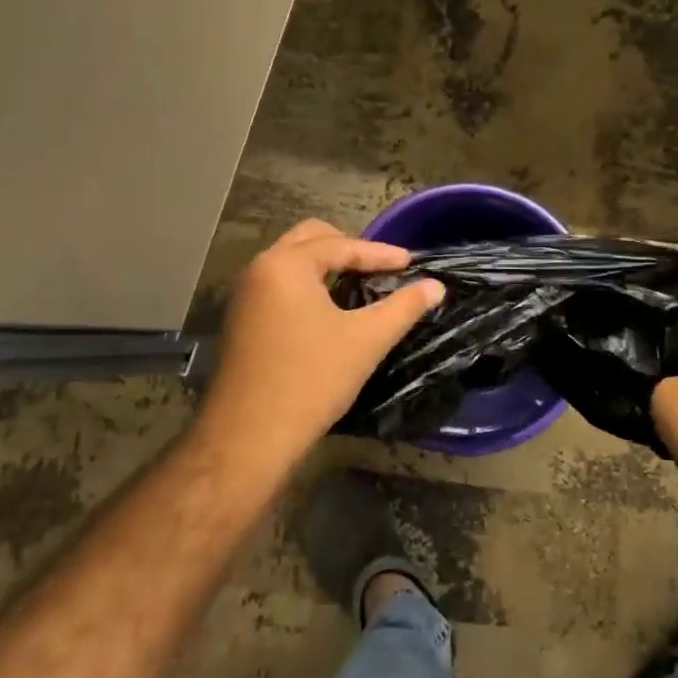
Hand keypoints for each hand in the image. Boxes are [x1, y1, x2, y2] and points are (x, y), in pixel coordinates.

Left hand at [197, 220, 444, 472]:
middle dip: (348, 247)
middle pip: (310, 239)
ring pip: (292, 261)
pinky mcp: (241, 319)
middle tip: (380, 266)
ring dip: (326, 265)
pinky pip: (280, 283)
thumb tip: (436, 286)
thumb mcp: (366, 340)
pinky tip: (329, 308)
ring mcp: (245, 295)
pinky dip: (308, 283)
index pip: (342, 246)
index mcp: (286, 264)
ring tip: (359, 282)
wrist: (249, 439)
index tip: (411, 263)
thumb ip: (404, 307)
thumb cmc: (311, 380)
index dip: (380, 254)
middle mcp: (260, 269)